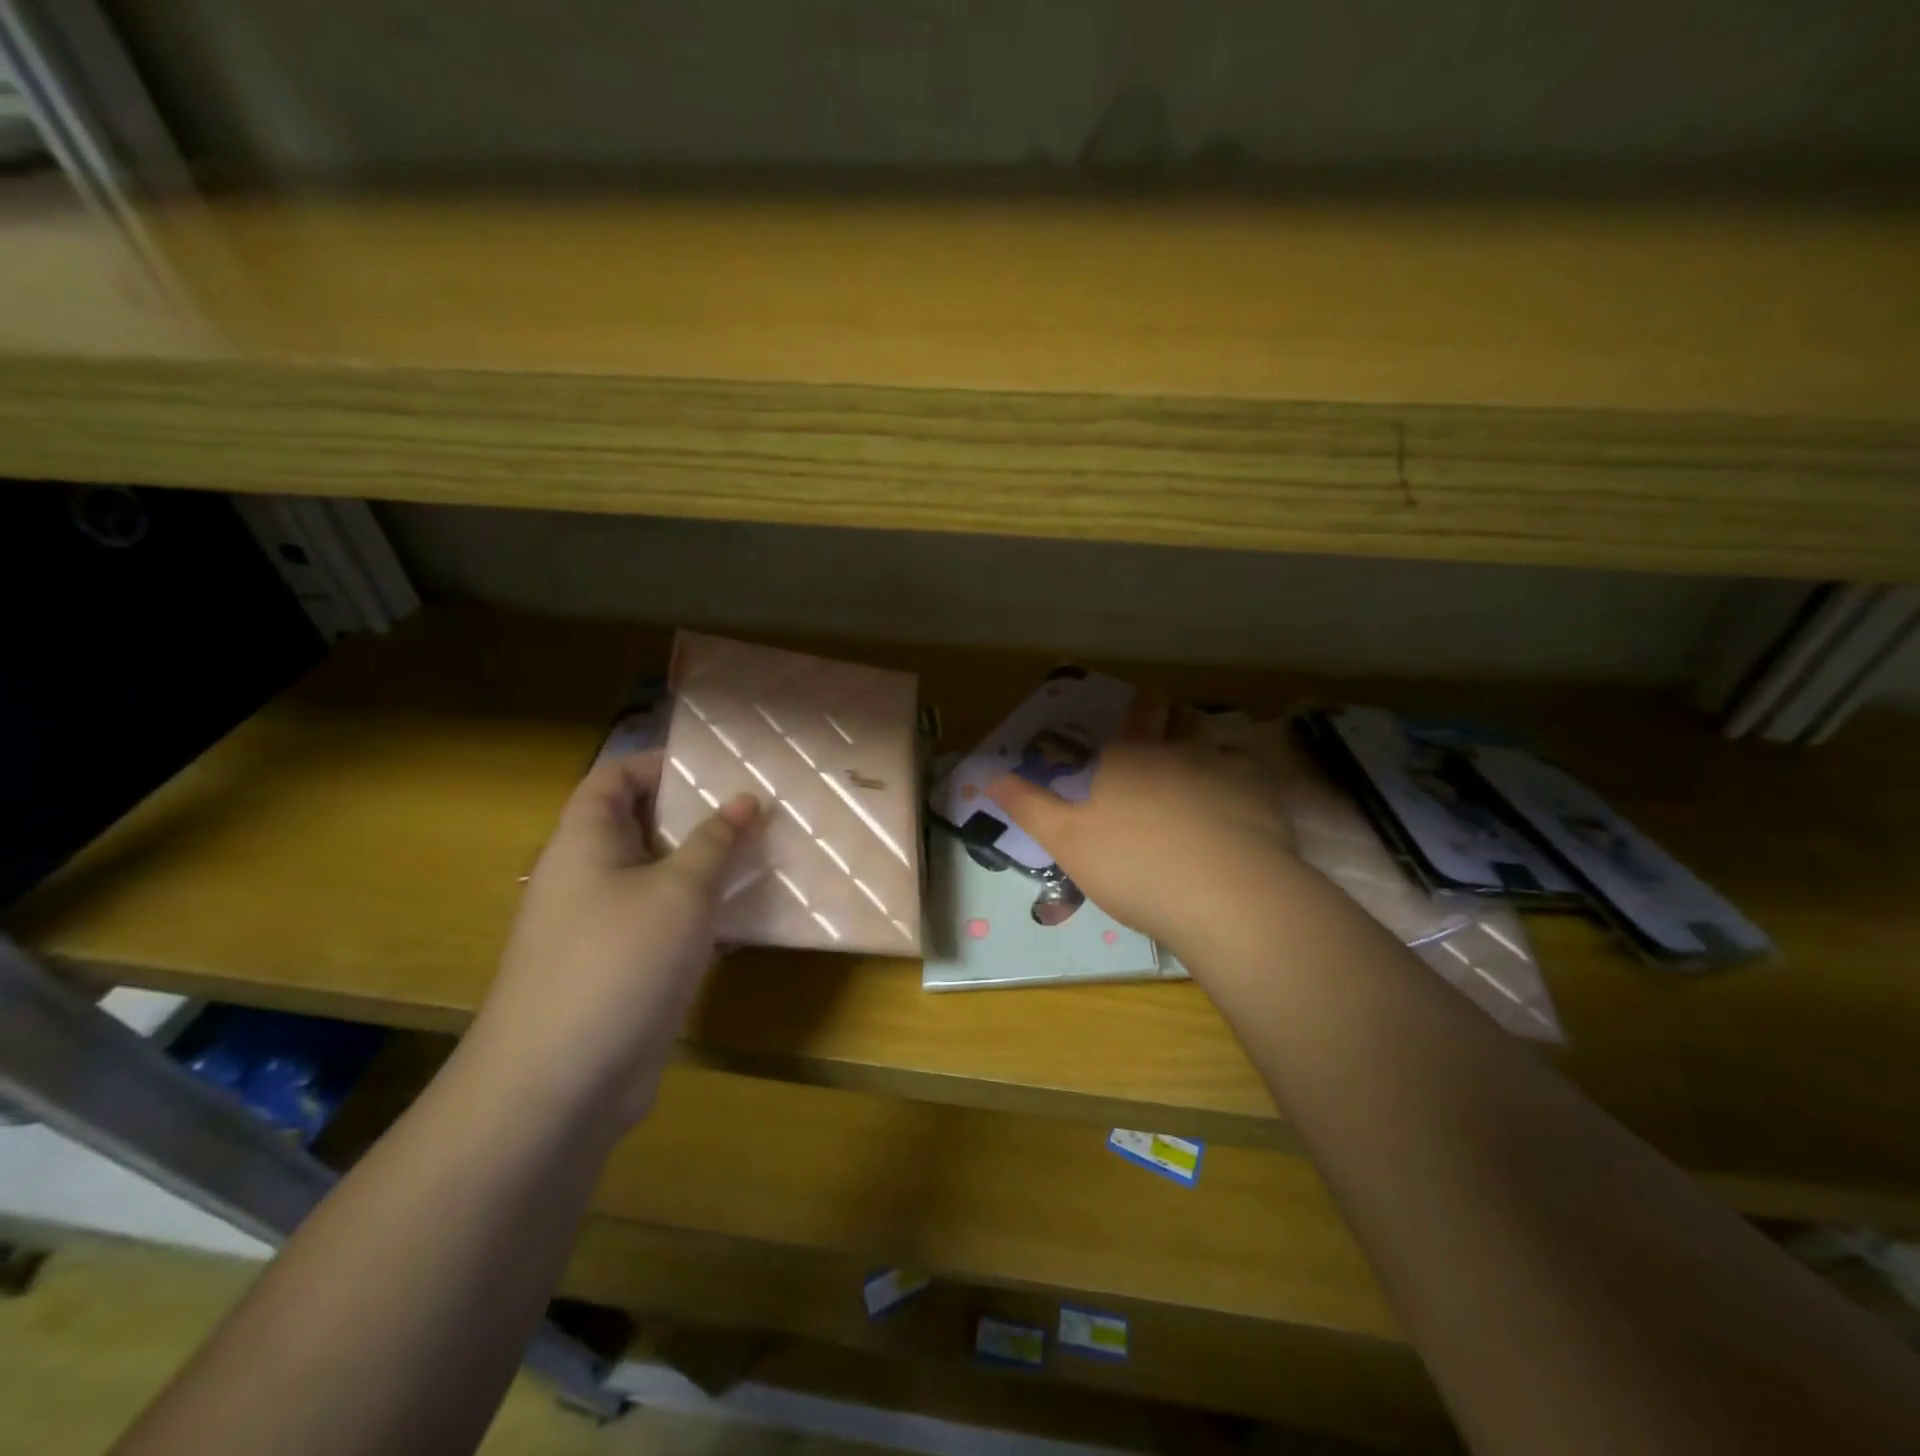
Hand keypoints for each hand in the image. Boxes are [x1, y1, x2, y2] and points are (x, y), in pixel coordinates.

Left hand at [464, 751, 760, 1133]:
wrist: (560, 1084)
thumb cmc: (618, 961)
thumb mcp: (680, 890)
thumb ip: (715, 841)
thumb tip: (745, 798)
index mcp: (585, 842)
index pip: (614, 778)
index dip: (659, 764)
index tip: (717, 768)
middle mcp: (588, 877)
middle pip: (640, 827)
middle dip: (696, 816)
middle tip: (756, 810)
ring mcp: (603, 927)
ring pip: (659, 878)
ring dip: (706, 867)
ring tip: (763, 855)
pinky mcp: (622, 969)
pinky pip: (665, 923)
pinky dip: (701, 914)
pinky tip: (748, 917)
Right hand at [988, 697, 1301, 953]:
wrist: (1224, 897)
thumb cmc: (1133, 866)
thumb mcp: (1065, 841)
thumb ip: (1028, 806)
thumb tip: (988, 775)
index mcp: (1130, 756)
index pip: (1139, 711)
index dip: (1140, 706)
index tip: (1141, 711)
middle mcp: (1180, 751)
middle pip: (1182, 719)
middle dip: (1176, 722)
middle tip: (1170, 742)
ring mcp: (1227, 772)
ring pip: (1220, 746)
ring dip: (1211, 752)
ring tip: (1204, 777)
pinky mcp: (1264, 802)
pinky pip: (1254, 781)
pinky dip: (1246, 787)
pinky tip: (1241, 812)